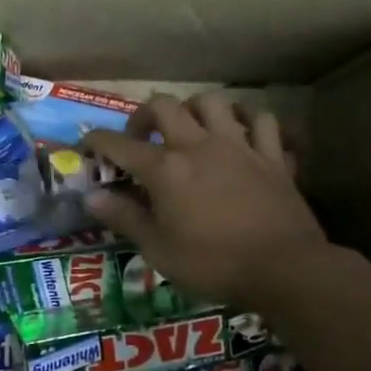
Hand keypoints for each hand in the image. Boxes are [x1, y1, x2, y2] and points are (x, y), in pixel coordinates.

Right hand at [82, 93, 328, 309]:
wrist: (284, 269)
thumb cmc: (212, 263)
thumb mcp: (157, 248)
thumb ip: (124, 217)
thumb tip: (92, 197)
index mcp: (165, 169)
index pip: (119, 144)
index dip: (97, 140)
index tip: (87, 144)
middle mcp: (198, 146)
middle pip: (165, 106)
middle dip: (144, 115)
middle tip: (141, 137)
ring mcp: (239, 147)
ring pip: (214, 102)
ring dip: (194, 109)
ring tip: (189, 127)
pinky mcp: (272, 156)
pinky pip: (262, 121)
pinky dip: (248, 120)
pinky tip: (241, 133)